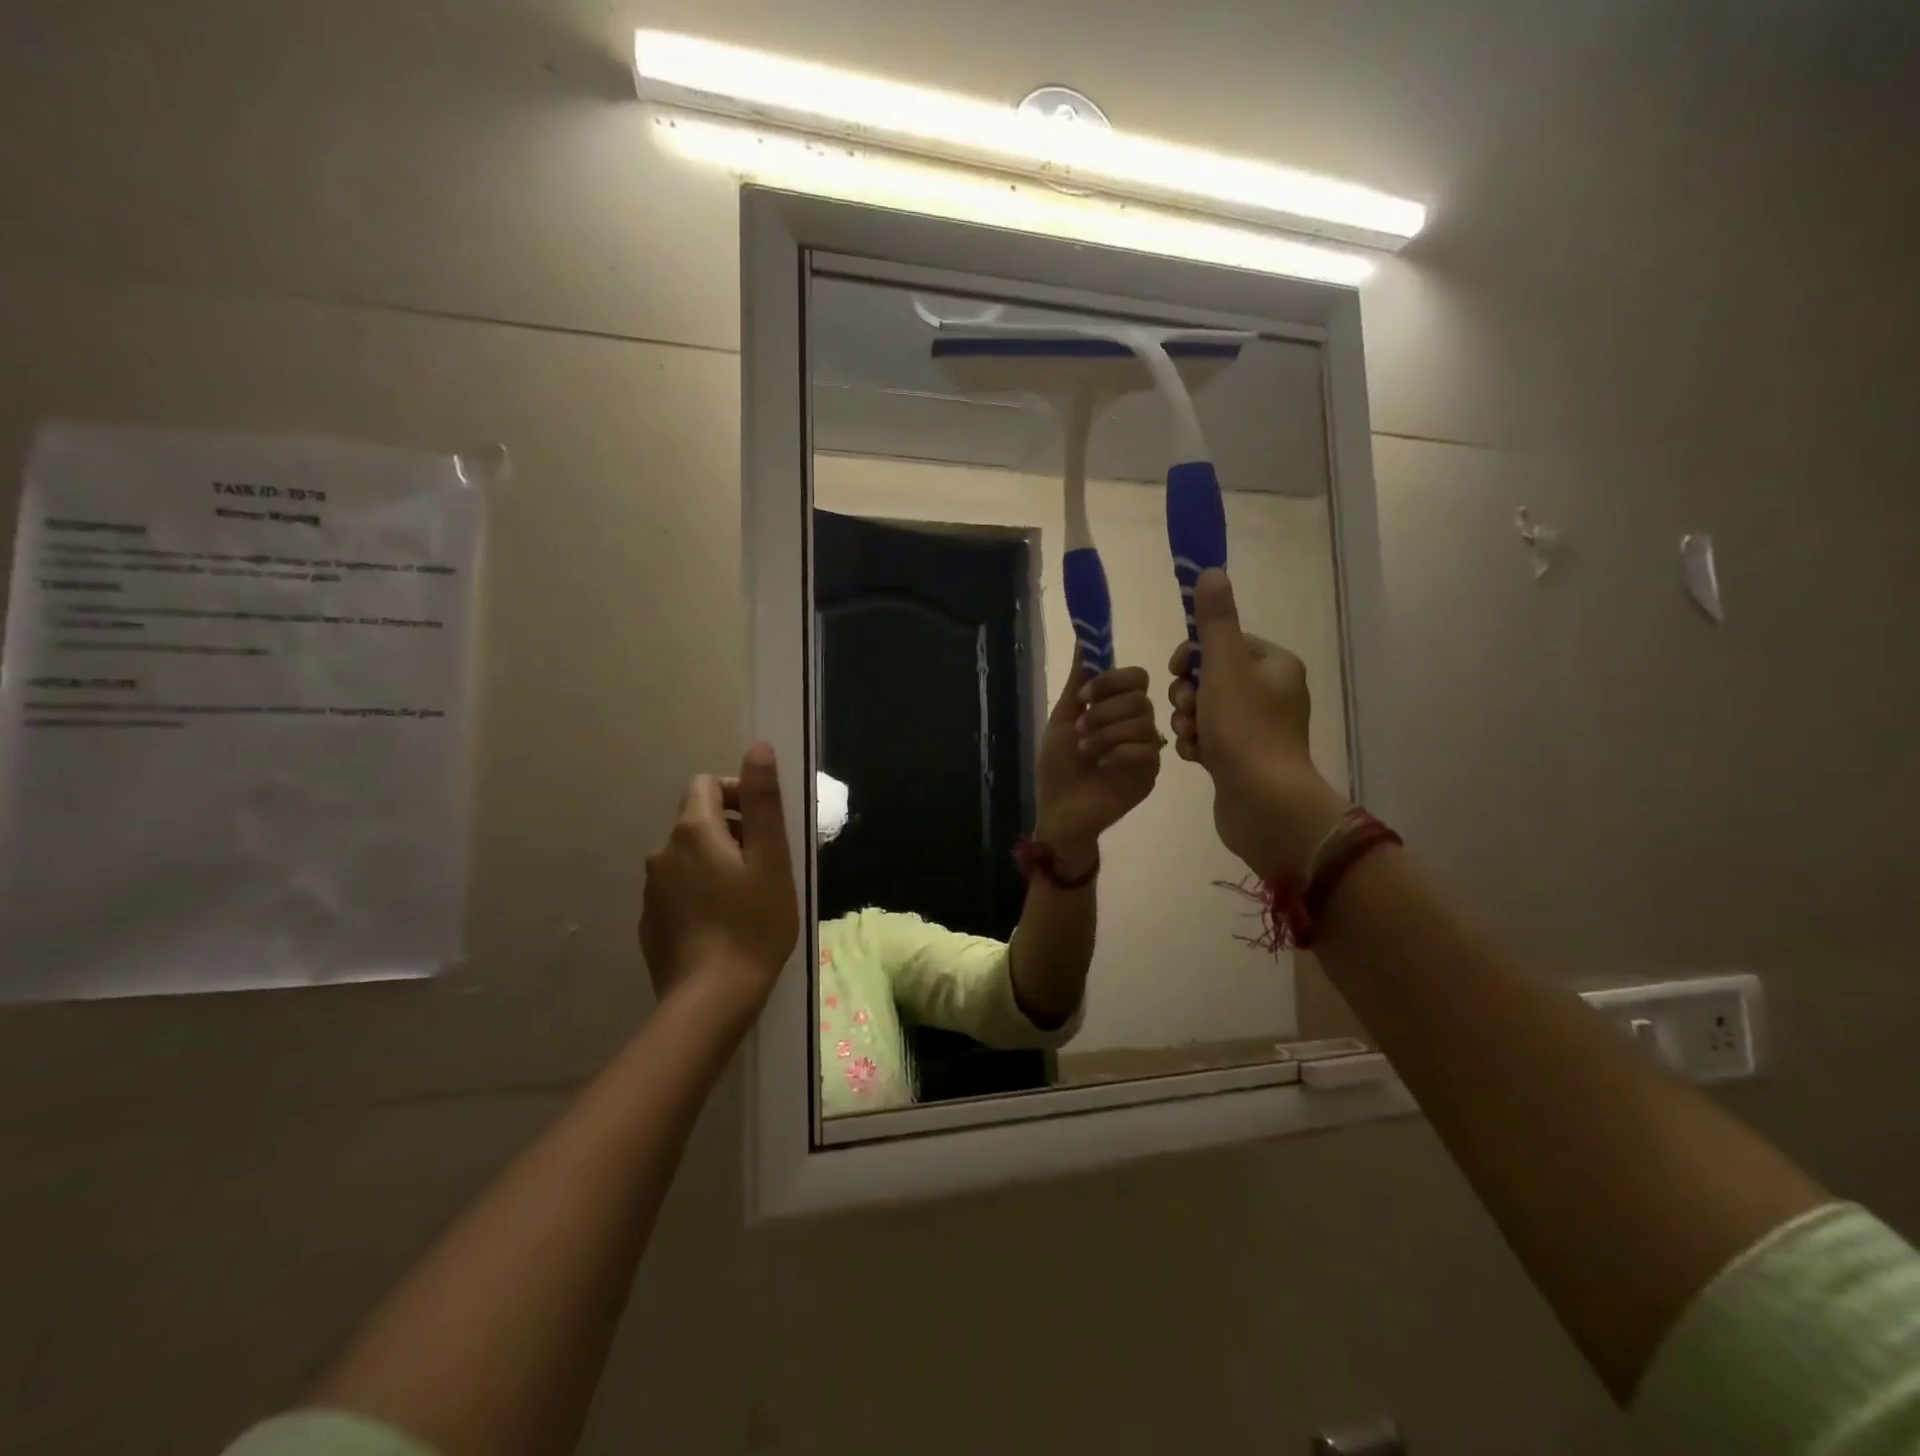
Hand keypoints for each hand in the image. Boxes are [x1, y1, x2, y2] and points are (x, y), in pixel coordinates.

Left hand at [640, 742, 799, 1011]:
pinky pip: (677, 890)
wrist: (711, 999)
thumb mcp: (771, 858)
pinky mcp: (650, 922)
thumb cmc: (753, 923)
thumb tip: (758, 747)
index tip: (764, 827)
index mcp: (692, 831)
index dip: (737, 794)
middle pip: (697, 821)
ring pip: (687, 857)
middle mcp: (662, 853)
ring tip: (746, 898)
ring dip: (715, 863)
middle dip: (731, 831)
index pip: (706, 784)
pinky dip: (699, 892)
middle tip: (764, 867)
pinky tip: (722, 924)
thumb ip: (762, 801)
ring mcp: (651, 890)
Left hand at [1034, 664, 1163, 863]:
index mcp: (1116, 708)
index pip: (1136, 677)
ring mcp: (1146, 749)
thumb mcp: (1063, 720)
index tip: (1083, 697)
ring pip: (1143, 722)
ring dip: (1106, 732)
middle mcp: (1136, 724)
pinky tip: (1103, 764)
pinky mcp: (1150, 773)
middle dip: (1105, 710)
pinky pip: (1146, 750)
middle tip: (1081, 729)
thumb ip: (1077, 683)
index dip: (1112, 680)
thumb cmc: (1059, 767)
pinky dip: (1120, 752)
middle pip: (1140, 697)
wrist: (1061, 811)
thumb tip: (1082, 641)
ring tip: (1085, 750)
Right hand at [1168, 570, 1348, 877]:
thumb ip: (1214, 622)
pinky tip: (1196, 758)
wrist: (1263, 803)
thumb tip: (1210, 571)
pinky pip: (1209, 737)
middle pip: (1211, 676)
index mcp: (1275, 665)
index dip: (1194, 655)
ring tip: (1192, 739)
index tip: (1179, 672)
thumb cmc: (1244, 729)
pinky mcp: (1245, 758)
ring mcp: (1259, 728)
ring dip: (1188, 720)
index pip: (1224, 643)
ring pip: (1205, 708)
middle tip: (1190, 710)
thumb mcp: (1224, 667)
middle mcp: (1272, 693)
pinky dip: (1197, 744)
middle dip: (1188, 693)